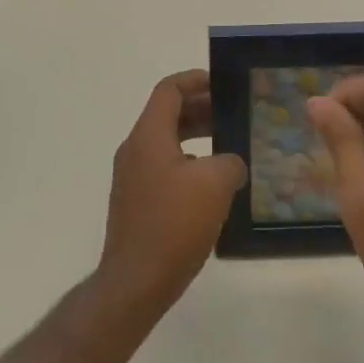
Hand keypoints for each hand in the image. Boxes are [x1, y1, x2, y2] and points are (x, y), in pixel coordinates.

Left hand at [97, 70, 246, 318]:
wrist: (135, 282)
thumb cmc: (174, 224)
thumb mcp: (215, 184)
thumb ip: (230, 162)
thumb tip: (231, 164)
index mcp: (149, 135)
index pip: (168, 90)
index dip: (195, 80)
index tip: (222, 85)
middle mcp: (135, 149)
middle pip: (167, 114)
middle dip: (200, 109)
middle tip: (232, 114)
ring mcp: (131, 177)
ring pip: (165, 143)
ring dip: (195, 137)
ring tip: (228, 147)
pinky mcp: (135, 202)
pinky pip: (163, 168)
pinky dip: (187, 164)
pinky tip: (212, 187)